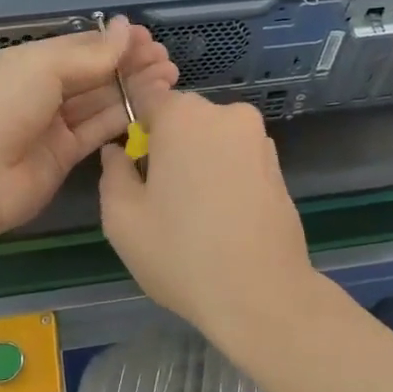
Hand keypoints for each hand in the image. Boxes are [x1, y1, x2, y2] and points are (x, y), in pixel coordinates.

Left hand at [0, 17, 175, 238]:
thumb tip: (126, 28)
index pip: (77, 47)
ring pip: (98, 102)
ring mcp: (51, 126)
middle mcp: (38, 91)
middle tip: (167, 59)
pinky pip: (96, 132)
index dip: (112, 42)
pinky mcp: (63, 157)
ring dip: (132, 89)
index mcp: (25, 62)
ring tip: (169, 78)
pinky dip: (122, 119)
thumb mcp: (42, 68)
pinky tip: (150, 107)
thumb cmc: (0, 107)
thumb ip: (90, 54)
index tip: (148, 39)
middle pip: (91, 74)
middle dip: (128, 65)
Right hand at [98, 88, 315, 337]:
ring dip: (198, 159)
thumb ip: (113, 173)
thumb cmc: (181, 253)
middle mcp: (225, 114)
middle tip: (158, 193)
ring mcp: (258, 139)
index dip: (134, 125)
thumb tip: (118, 152)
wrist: (262, 294)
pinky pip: (237, 157)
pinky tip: (221, 215)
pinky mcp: (278, 166)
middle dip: (167, 143)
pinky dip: (224, 174)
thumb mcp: (122, 218)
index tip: (131, 158)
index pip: (147, 97)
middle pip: (182, 117)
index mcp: (183, 116)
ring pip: (212, 137)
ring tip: (192, 210)